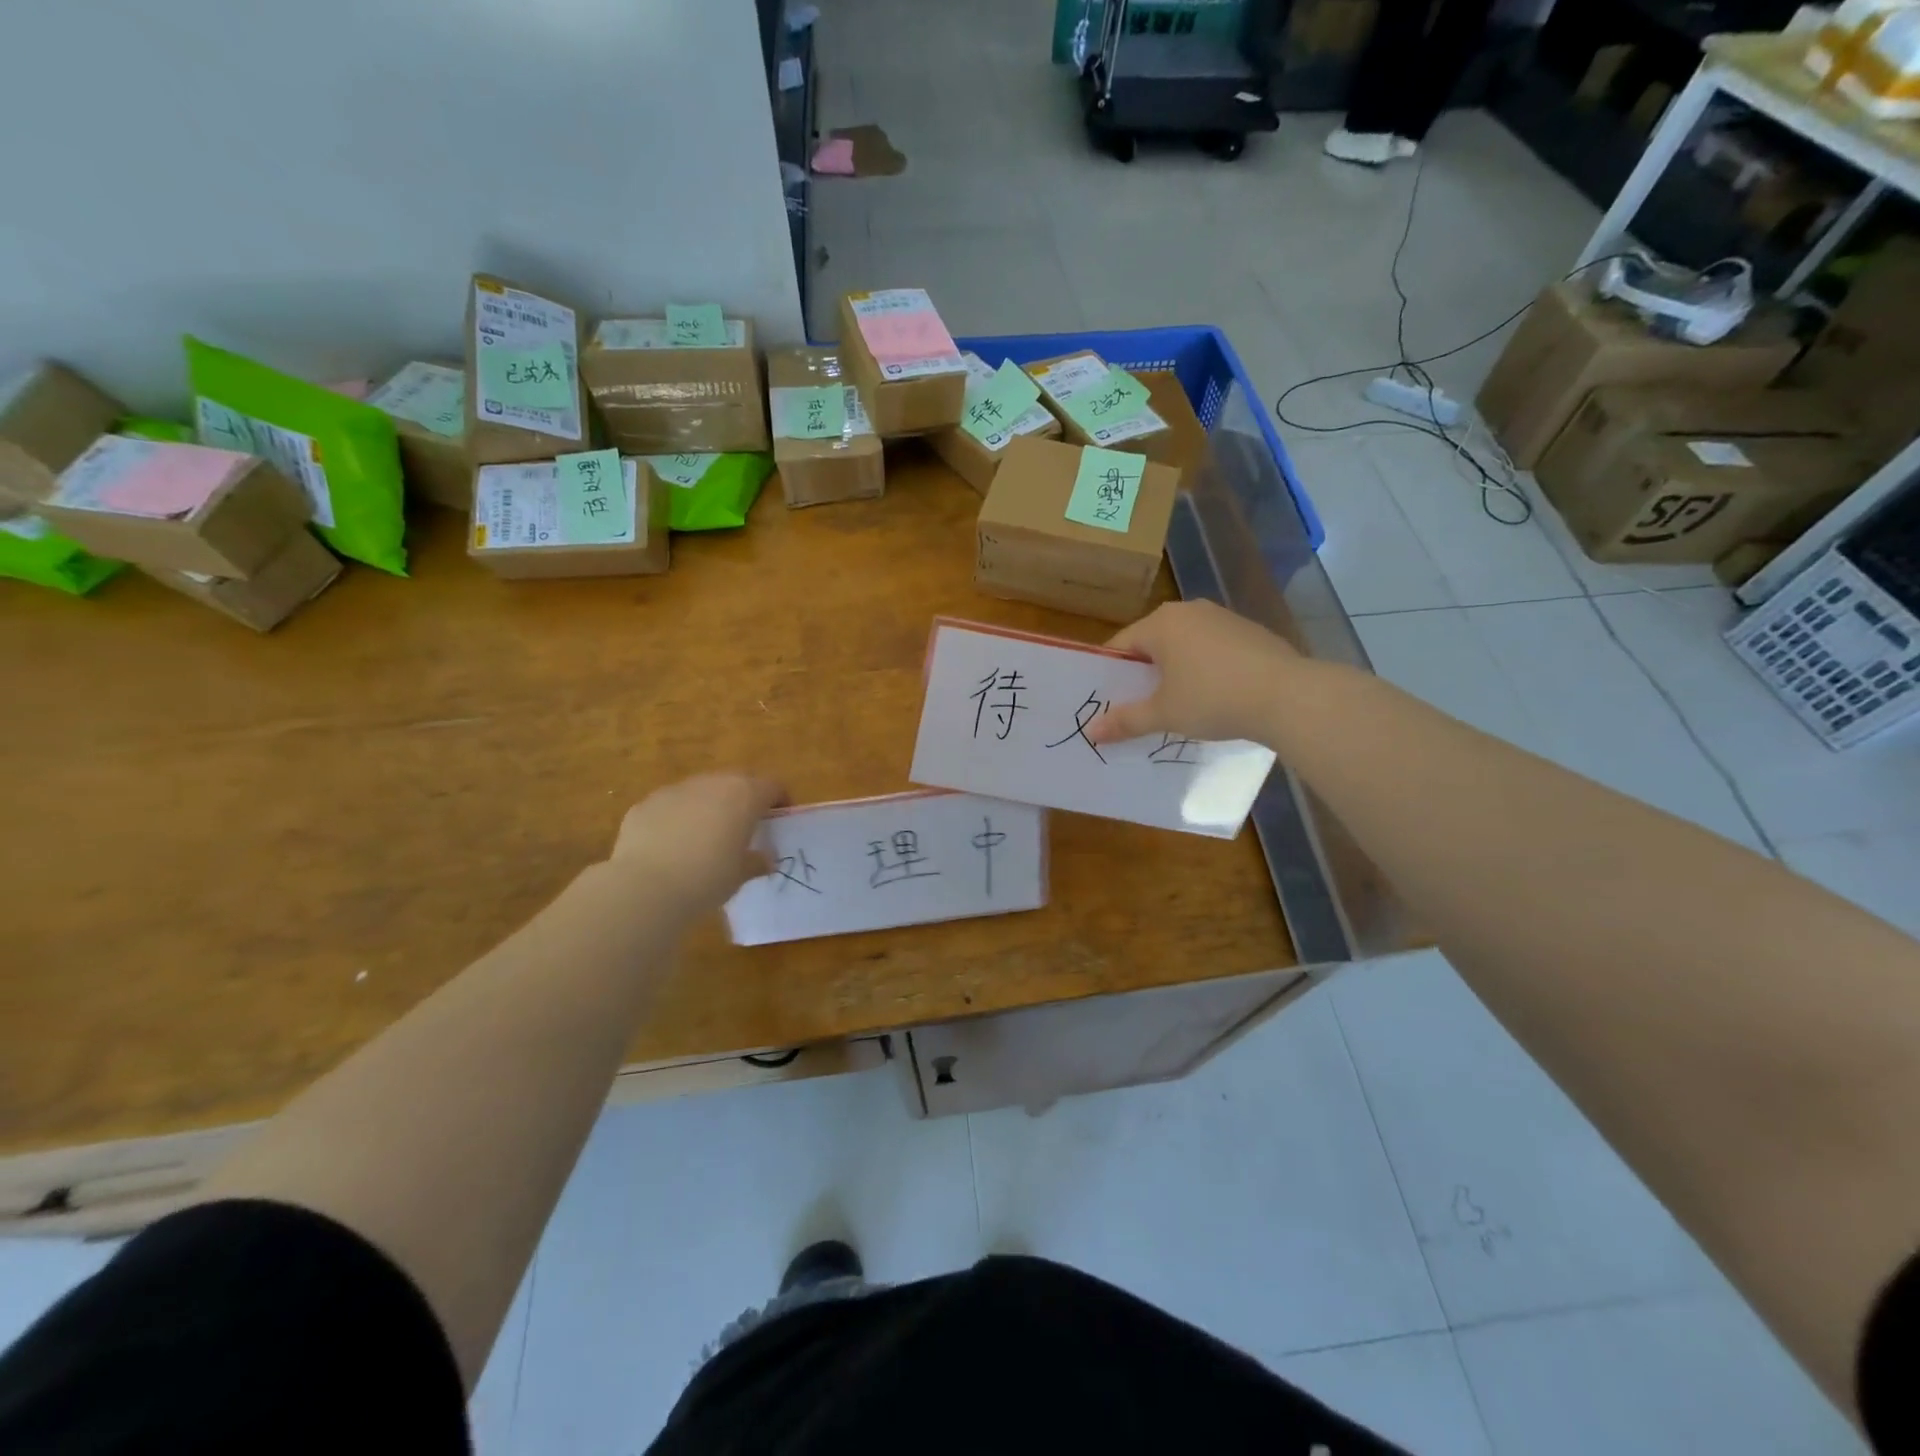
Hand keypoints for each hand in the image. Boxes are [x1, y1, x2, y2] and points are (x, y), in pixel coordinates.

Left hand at [607, 773, 787, 910]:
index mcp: (744, 795)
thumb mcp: (741, 875)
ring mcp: (676, 789)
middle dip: (743, 800)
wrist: (646, 886)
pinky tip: (671, 846)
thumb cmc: (707, 878)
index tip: (778, 820)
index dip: (780, 800)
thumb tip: (767, 859)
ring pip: (702, 791)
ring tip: (704, 837)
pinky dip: (677, 818)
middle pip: (737, 782)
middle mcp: (712, 783)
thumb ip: (757, 861)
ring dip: (709, 806)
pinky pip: (671, 805)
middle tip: (744, 827)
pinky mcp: (646, 803)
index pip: (773, 786)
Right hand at [1087, 600, 1300, 746]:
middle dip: (1143, 675)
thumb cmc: (1213, 699)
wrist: (1289, 696)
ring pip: (1184, 646)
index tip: (1107, 702)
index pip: (1120, 646)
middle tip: (1137, 708)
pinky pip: (1212, 650)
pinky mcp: (1250, 632)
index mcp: (1161, 623)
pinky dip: (1205, 670)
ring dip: (1175, 673)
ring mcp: (1223, 618)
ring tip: (1176, 706)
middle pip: (1152, 644)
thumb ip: (1125, 720)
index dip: (1109, 675)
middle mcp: (1189, 611)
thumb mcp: (1164, 714)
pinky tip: (1214, 697)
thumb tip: (1091, 732)